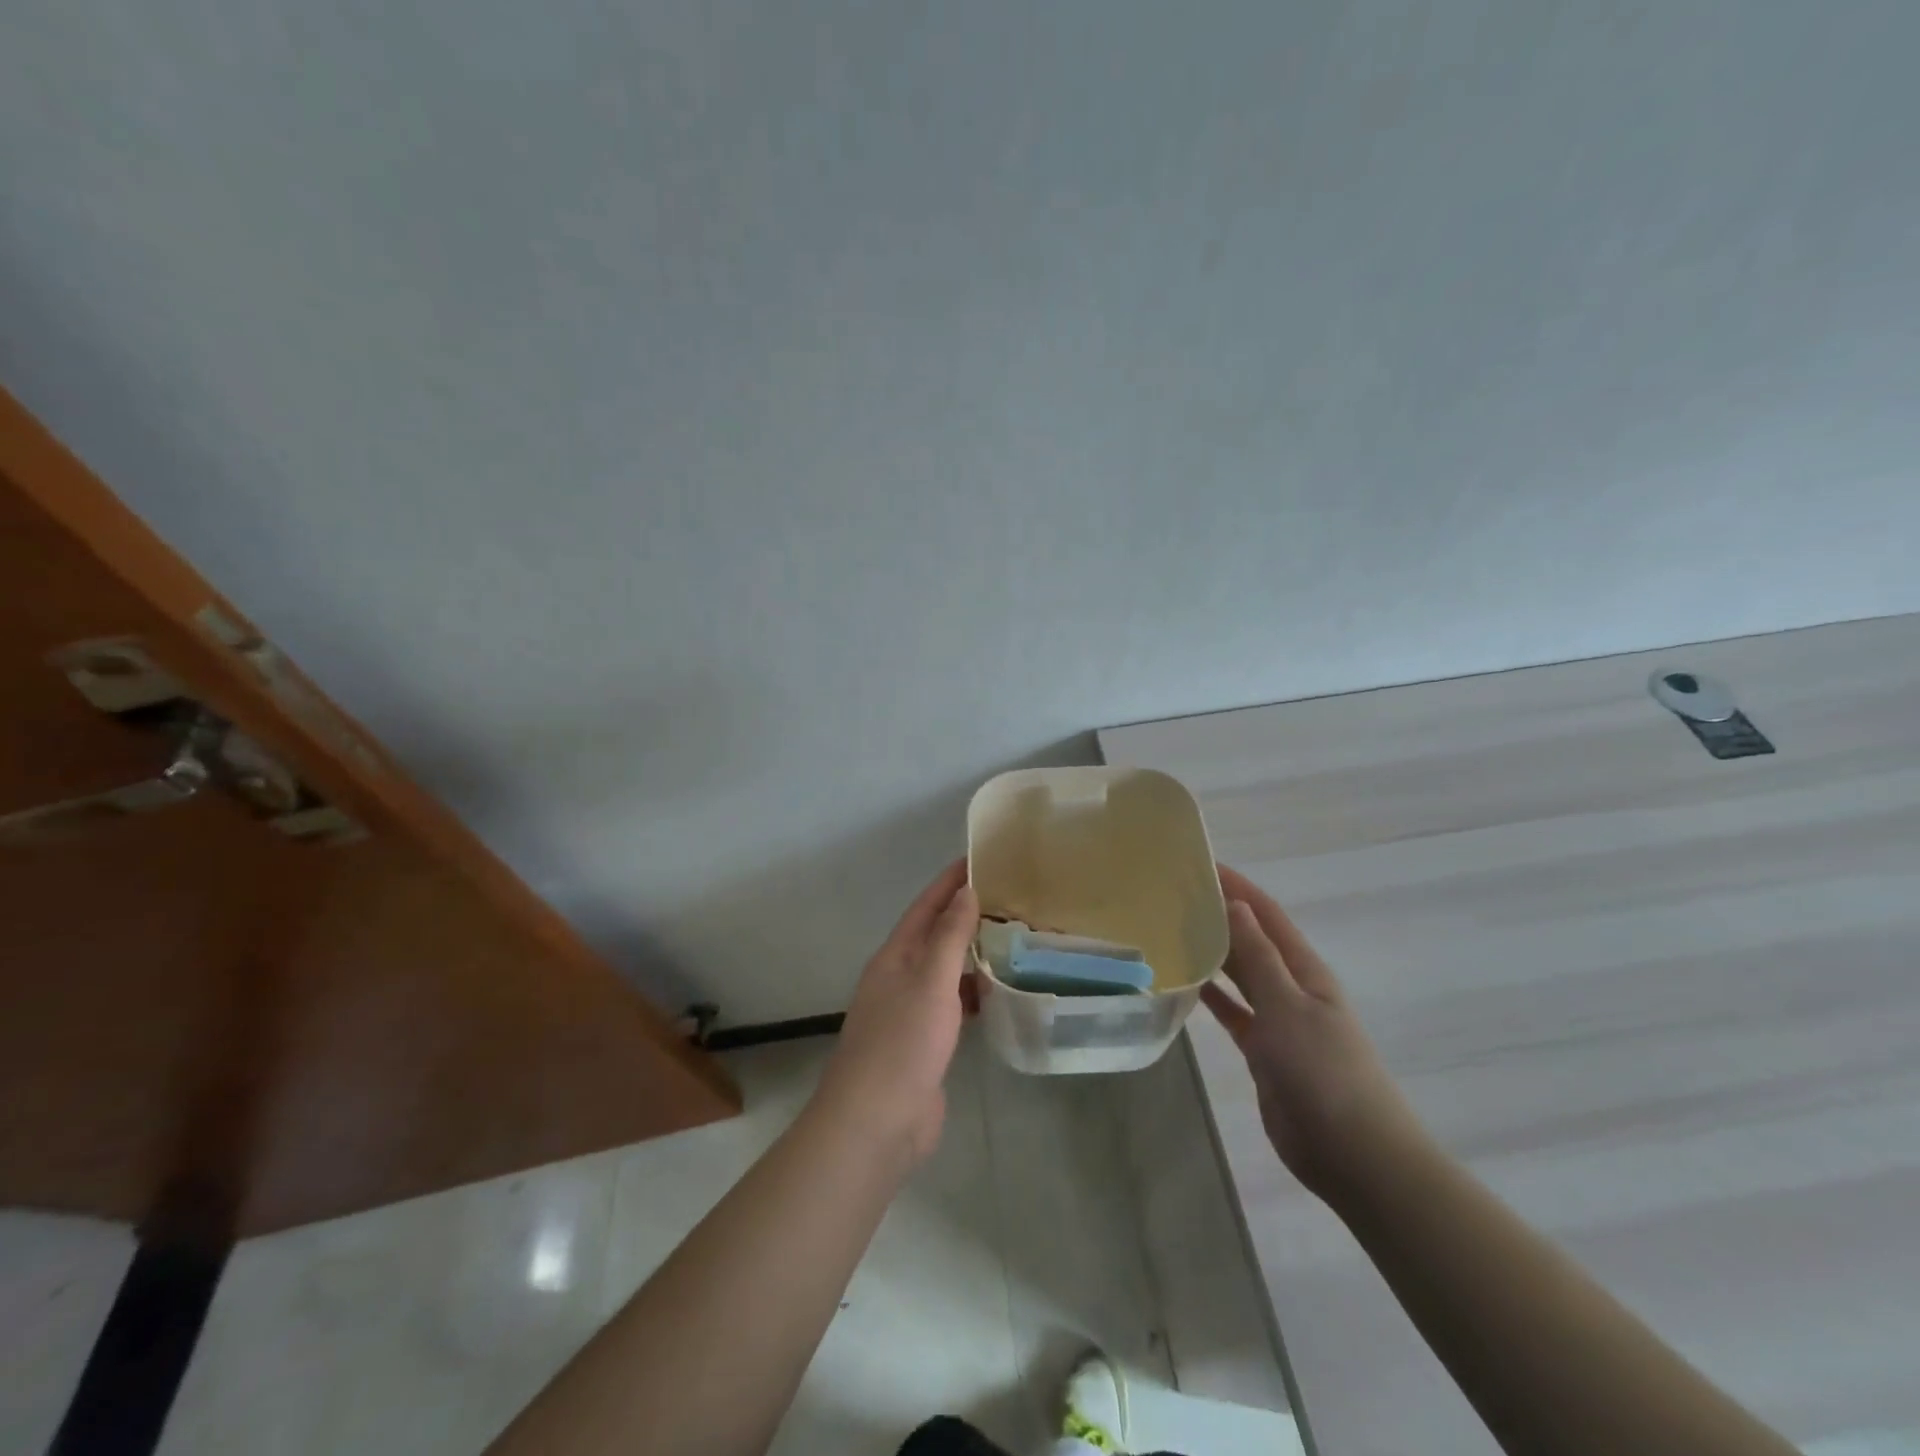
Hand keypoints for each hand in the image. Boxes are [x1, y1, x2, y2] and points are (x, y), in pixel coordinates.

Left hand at [812, 859, 978, 1168]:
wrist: (876, 1122)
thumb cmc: (902, 1043)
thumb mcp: (929, 982)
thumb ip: (948, 937)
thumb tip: (965, 893)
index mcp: (895, 957)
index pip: (926, 906)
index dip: (950, 882)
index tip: (980, 859)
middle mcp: (900, 977)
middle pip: (935, 935)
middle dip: (966, 915)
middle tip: (1009, 898)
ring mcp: (911, 1012)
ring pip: (945, 970)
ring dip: (972, 953)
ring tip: (1012, 939)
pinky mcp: (926, 1043)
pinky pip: (953, 1004)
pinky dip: (974, 993)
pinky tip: (999, 993)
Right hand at [1201, 865, 1425, 1201]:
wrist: (1352, 1154)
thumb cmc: (1324, 1072)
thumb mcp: (1288, 1007)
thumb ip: (1259, 957)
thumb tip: (1236, 904)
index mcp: (1304, 970)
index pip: (1266, 914)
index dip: (1236, 885)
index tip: (1199, 861)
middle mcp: (1291, 987)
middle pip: (1250, 939)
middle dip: (1218, 913)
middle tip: (1171, 894)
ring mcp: (1278, 1020)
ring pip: (1239, 974)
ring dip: (1211, 951)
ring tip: (1169, 929)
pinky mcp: (1263, 1050)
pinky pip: (1231, 1011)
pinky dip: (1210, 995)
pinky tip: (1183, 982)